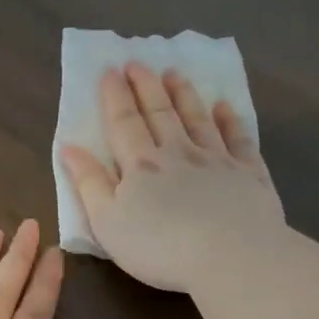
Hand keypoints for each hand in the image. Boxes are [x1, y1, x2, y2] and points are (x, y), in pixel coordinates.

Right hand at [60, 63, 284, 293]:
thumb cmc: (160, 248)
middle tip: (138, 62)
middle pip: (160, 113)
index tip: (110, 70)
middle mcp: (178, 153)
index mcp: (141, 166)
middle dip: (146, 87)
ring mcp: (217, 160)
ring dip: (184, 95)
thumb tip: (70, 147)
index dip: (115, 97)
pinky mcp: (248, 174)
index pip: (124, 123)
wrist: (231, 256)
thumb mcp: (108, 223)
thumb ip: (89, 184)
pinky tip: (224, 107)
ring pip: (197, 119)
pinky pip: (237, 139)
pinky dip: (230, 120)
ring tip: (175, 73)